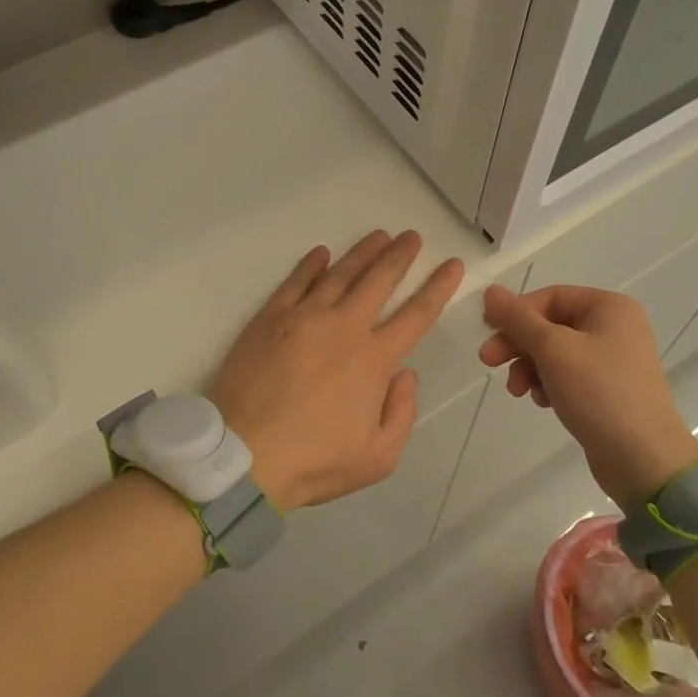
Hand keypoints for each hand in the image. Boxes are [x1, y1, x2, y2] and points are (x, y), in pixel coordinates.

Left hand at [210, 231, 463, 511]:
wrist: (244, 456)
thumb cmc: (315, 460)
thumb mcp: (379, 457)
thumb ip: (402, 412)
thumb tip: (406, 374)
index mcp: (374, 359)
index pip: (416, 314)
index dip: (438, 287)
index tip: (452, 264)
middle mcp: (344, 327)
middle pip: (378, 281)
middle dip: (399, 256)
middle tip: (412, 236)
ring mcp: (304, 317)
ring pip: (340, 274)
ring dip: (362, 252)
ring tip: (378, 235)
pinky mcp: (270, 318)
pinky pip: (295, 281)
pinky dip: (311, 264)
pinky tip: (321, 253)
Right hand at [479, 283, 697, 512]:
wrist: (643, 459)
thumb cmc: (599, 392)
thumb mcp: (553, 349)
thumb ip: (518, 318)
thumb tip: (490, 291)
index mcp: (610, 307)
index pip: (550, 297)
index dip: (516, 313)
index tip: (488, 333)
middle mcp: (615, 327)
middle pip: (551, 325)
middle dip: (518, 344)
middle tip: (488, 362)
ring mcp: (613, 360)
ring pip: (555, 353)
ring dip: (529, 368)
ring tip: (517, 391)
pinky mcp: (608, 390)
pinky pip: (568, 376)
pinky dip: (548, 384)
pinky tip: (543, 402)